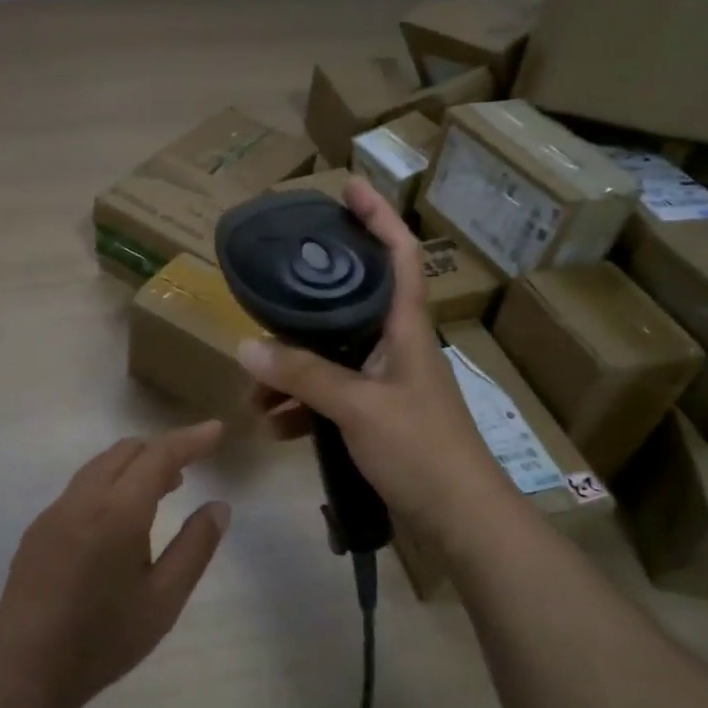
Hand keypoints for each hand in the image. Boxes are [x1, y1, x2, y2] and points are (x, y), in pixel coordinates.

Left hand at [0, 423, 229, 707]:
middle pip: (126, 450)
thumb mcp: (164, 600)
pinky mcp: (38, 528)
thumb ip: (195, 547)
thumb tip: (219, 506)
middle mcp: (83, 498)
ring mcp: (55, 511)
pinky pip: (81, 487)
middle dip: (162, 449)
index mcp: (118, 511)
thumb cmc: (104, 639)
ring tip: (162, 489)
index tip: (216, 429)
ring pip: (100, 465)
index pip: (159, 455)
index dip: (190, 439)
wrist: (25, 670)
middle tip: (191, 467)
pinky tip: (119, 519)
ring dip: (134, 464)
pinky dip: (110, 482)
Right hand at [239, 177, 510, 537]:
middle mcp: (395, 345)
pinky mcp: (377, 416)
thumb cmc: (422, 450)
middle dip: (302, 308)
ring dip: (291, 372)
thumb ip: (302, 375)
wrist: (462, 521)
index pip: (399, 254)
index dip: (378, 216)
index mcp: (405, 327)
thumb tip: (246, 346)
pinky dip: (302, 406)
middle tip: (265, 298)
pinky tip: (274, 426)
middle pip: (348, 304)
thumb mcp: (358, 407)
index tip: (349, 186)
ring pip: (330, 357)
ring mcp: (386, 382)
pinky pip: (331, 396)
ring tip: (253, 395)